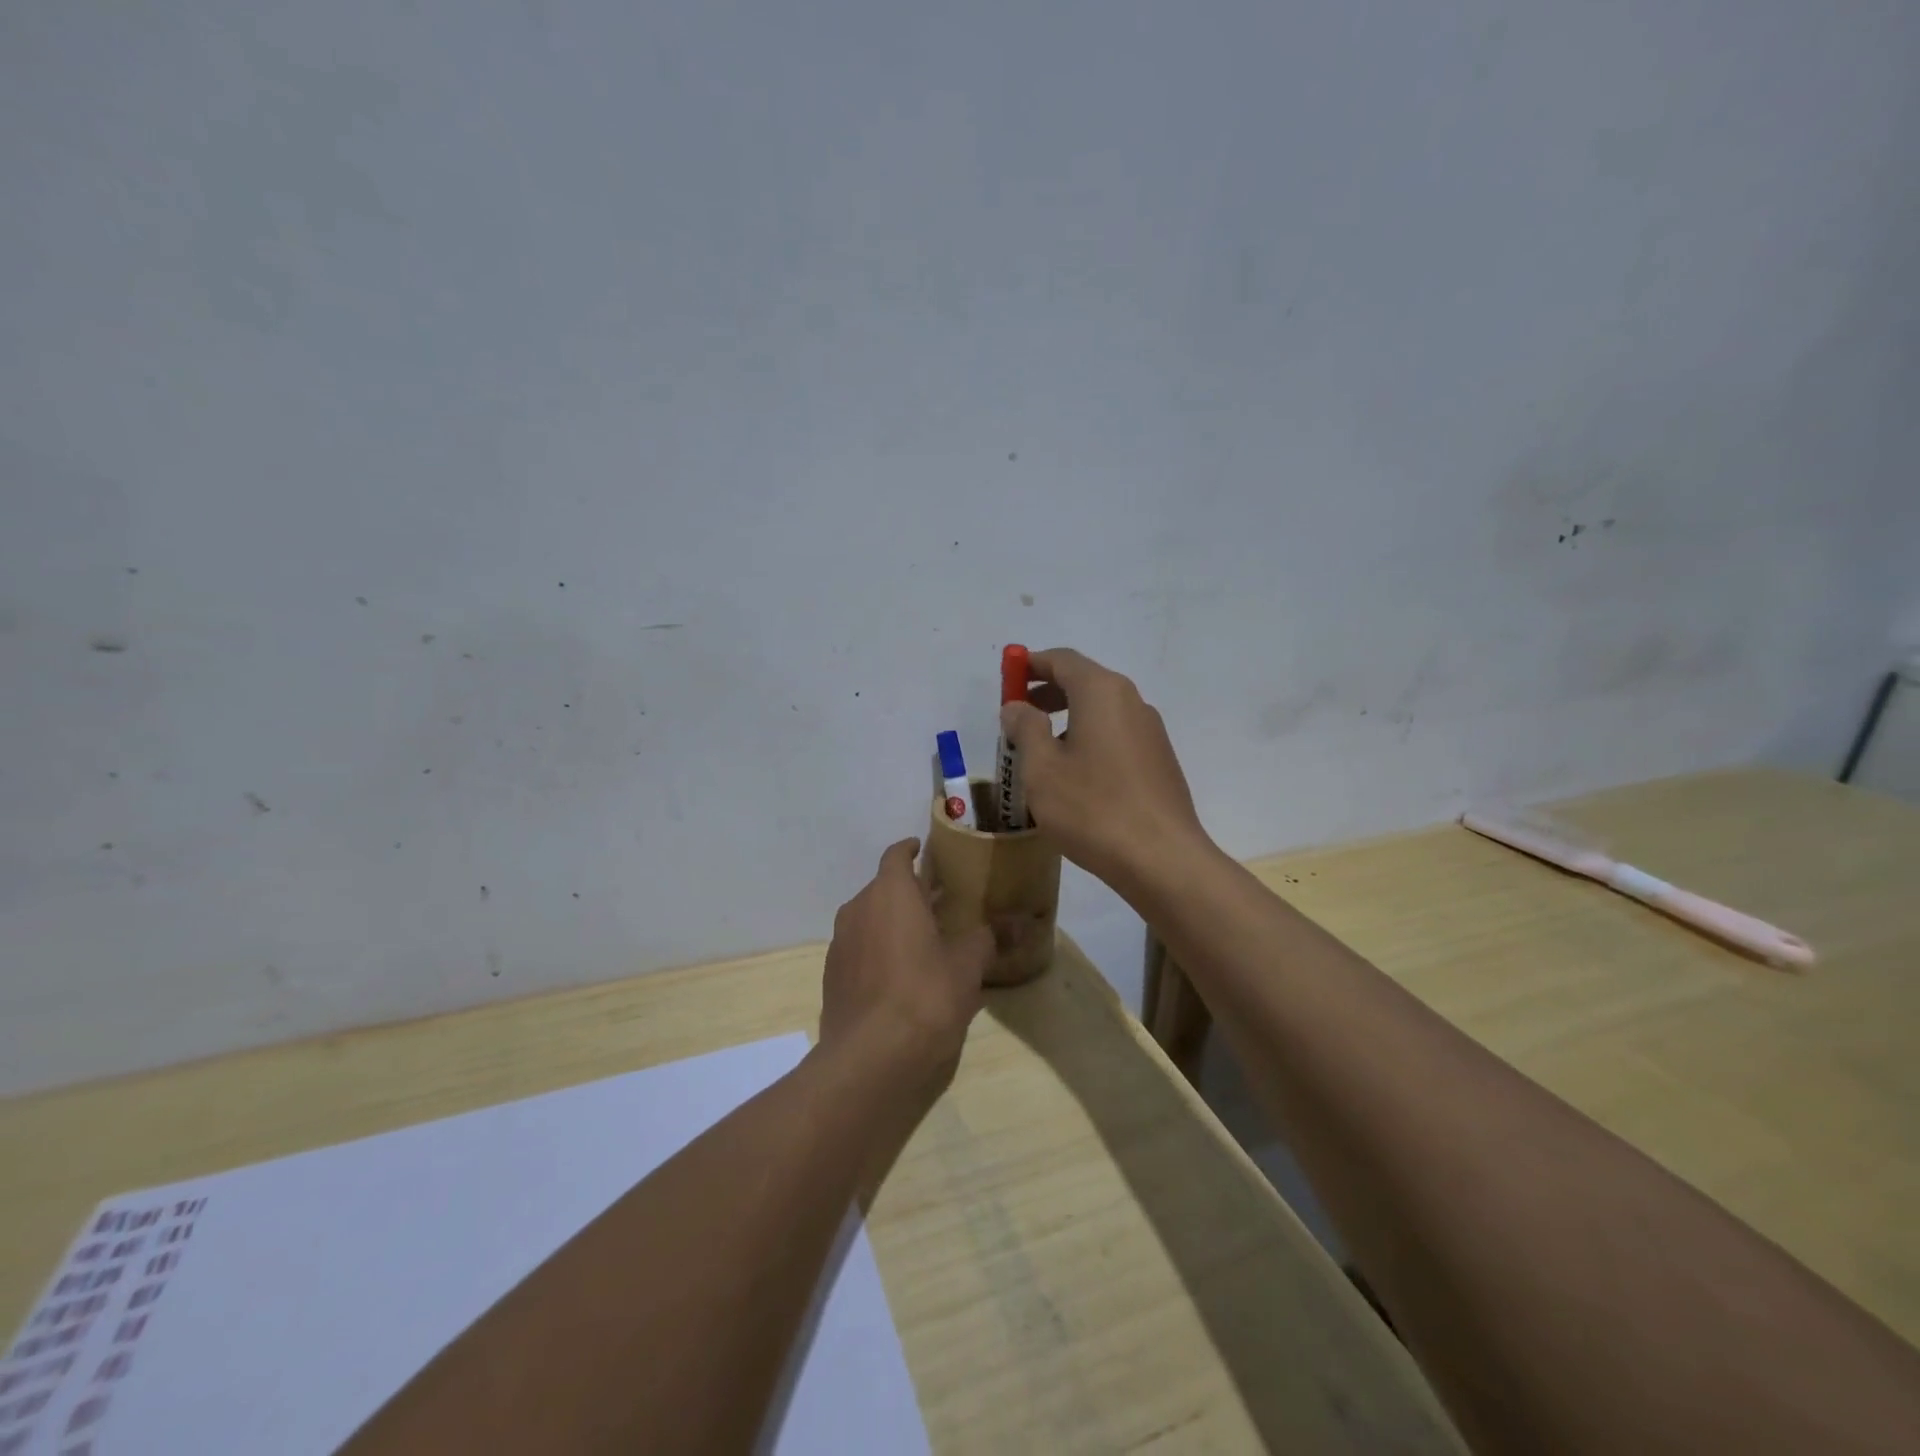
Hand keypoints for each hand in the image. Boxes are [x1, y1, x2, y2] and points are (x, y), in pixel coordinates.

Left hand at [819, 839, 993, 1088]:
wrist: (870, 1058)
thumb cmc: (925, 996)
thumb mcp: (967, 965)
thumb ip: (987, 938)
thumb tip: (1016, 923)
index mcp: (890, 893)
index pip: (896, 855)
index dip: (911, 849)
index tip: (924, 850)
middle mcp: (858, 908)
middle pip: (883, 888)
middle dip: (908, 891)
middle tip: (938, 903)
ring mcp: (841, 943)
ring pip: (869, 918)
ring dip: (892, 922)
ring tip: (922, 939)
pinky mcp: (832, 976)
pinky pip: (859, 949)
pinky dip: (878, 950)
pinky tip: (900, 976)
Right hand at [998, 648, 1211, 894]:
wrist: (1161, 859)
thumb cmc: (1092, 808)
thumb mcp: (1042, 768)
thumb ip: (1025, 729)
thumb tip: (1017, 706)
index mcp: (1101, 692)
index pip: (1062, 659)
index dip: (1030, 665)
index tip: (1007, 681)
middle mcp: (1131, 701)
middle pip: (1084, 682)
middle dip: (1047, 693)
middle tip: (1018, 718)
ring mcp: (1150, 731)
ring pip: (1101, 711)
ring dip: (1068, 719)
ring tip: (1041, 753)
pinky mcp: (1159, 760)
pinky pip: (1116, 735)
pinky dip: (1089, 739)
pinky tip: (1075, 777)